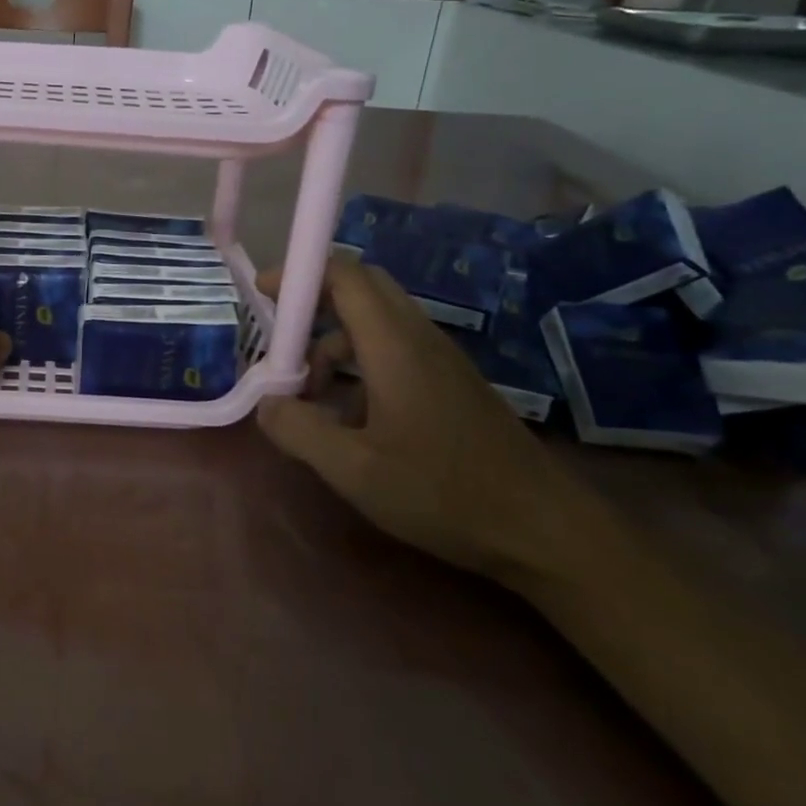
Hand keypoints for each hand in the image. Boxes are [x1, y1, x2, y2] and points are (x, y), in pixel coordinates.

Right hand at [255, 256, 594, 587]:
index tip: (262, 296)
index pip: (345, 275)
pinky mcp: (451, 384)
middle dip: (314, 303)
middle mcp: (419, 338)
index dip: (299, 274)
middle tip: (280, 339)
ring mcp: (440, 360)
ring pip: (377, 322)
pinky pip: (395, 349)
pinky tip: (349, 417)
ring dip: (334, 341)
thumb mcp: (353, 470)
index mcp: (395, 345)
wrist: (543, 530)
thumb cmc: (442, 492)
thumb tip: (266, 404)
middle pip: (362, 288)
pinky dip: (359, 364)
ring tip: (309, 393)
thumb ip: (298, 430)